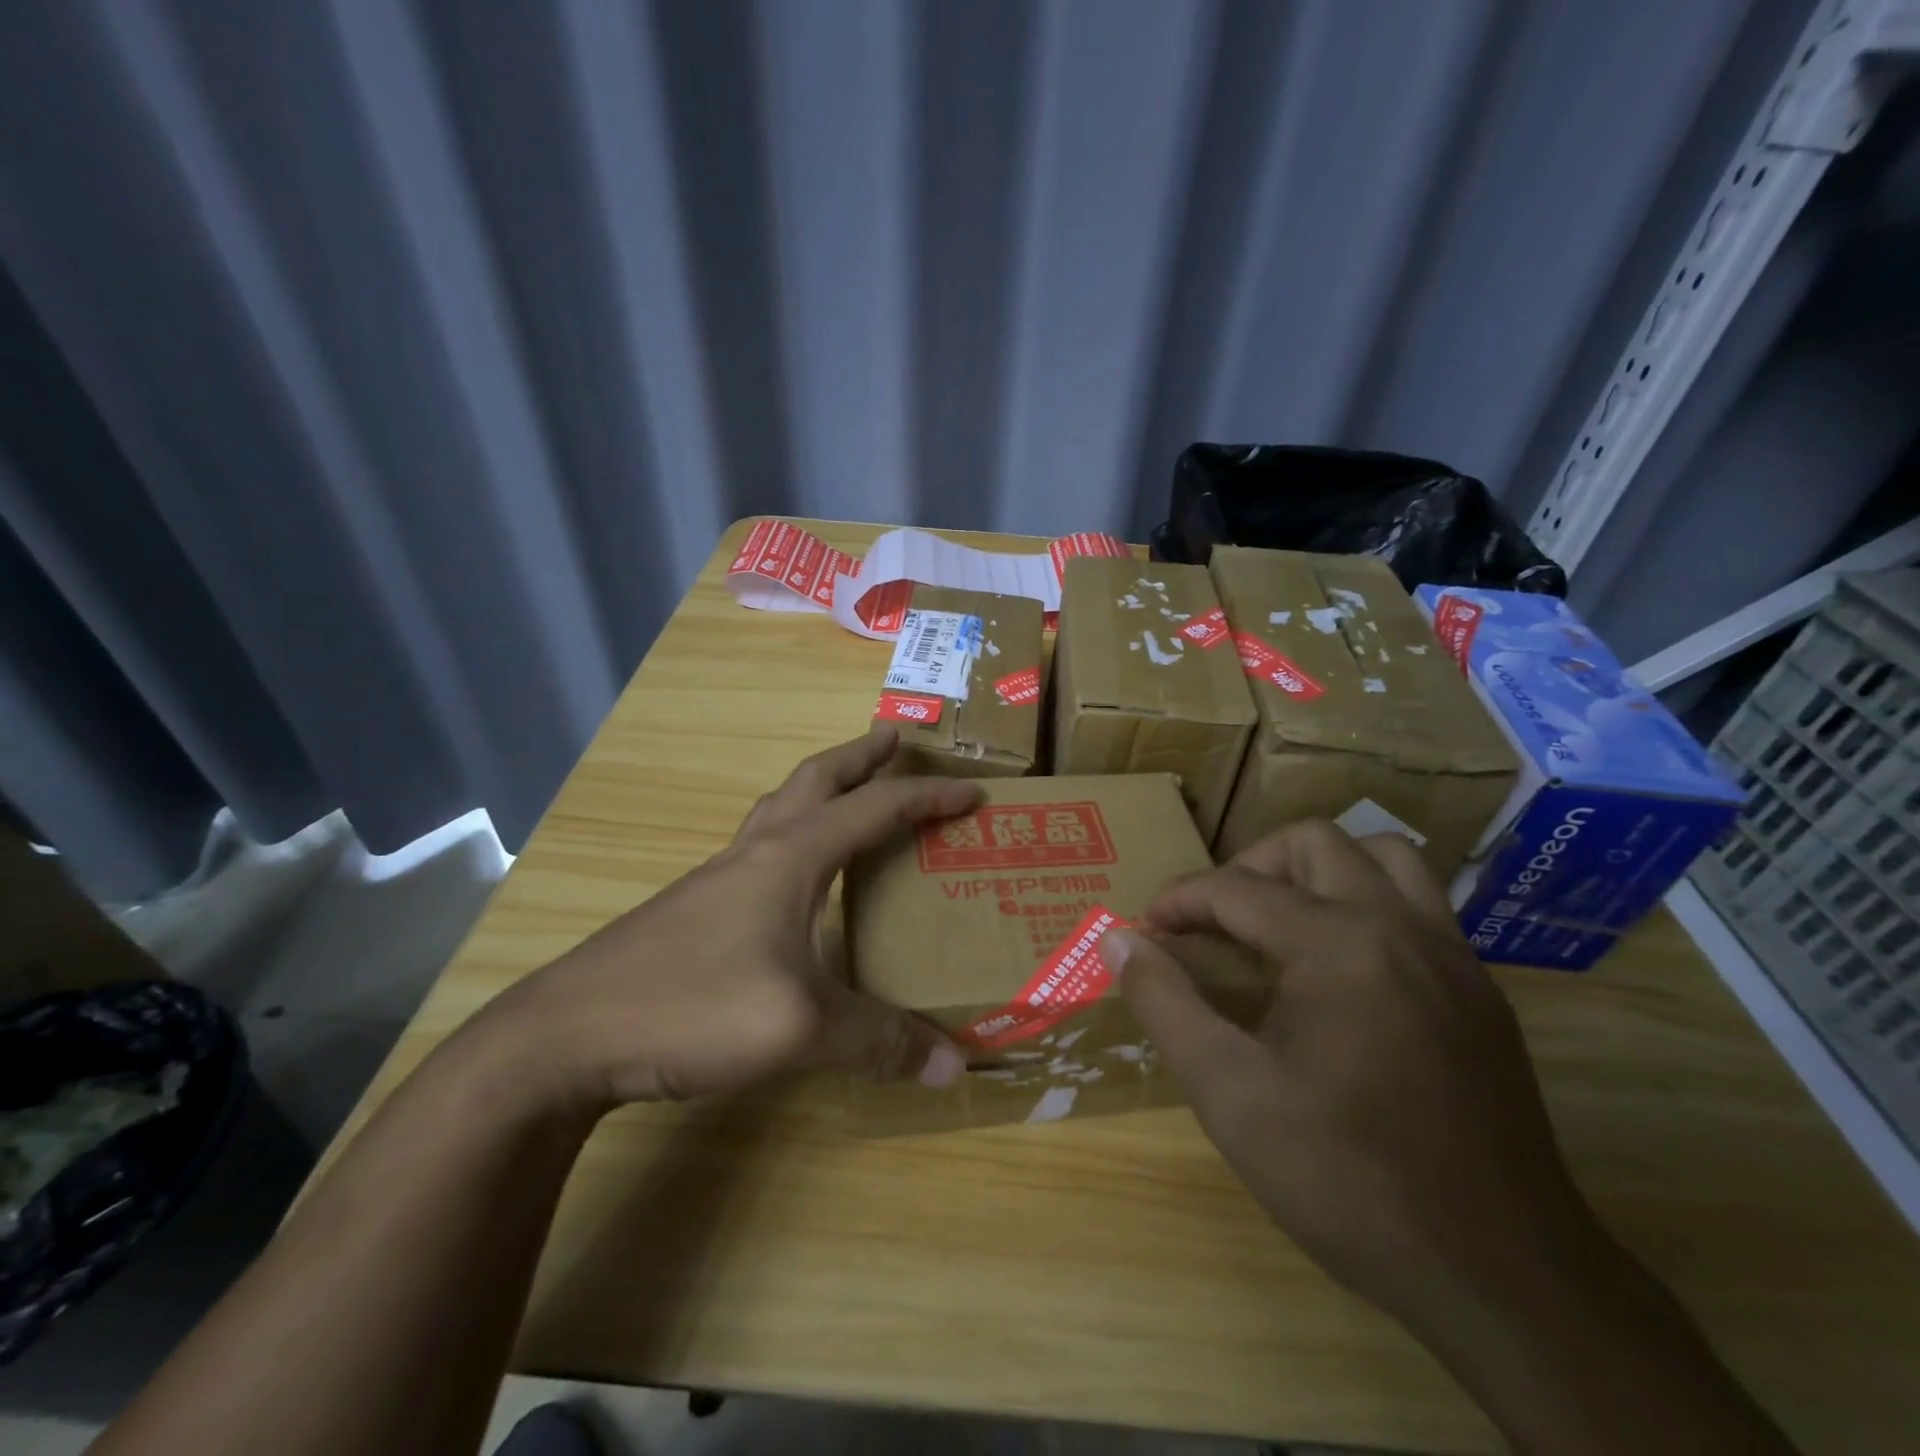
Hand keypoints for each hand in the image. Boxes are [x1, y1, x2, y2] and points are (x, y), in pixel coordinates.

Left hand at [487, 728, 979, 1107]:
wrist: (567, 1034)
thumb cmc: (693, 1007)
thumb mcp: (800, 1028)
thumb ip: (878, 1042)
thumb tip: (954, 1065)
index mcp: (791, 857)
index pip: (875, 809)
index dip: (928, 798)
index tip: (972, 792)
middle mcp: (757, 851)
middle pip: (815, 780)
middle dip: (859, 755)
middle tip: (894, 740)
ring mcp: (719, 876)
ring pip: (780, 809)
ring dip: (821, 787)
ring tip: (848, 792)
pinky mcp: (694, 906)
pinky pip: (760, 847)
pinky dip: (793, 833)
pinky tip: (794, 875)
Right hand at [1104, 823, 1799, 1455]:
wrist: (1504, 1278)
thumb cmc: (1348, 1179)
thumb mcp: (1230, 1094)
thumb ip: (1165, 1003)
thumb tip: (1117, 938)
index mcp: (1338, 943)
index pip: (1236, 888)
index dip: (1179, 901)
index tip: (1146, 932)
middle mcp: (1401, 925)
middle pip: (1313, 843)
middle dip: (1248, 867)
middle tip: (1213, 921)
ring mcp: (1453, 954)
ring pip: (1382, 856)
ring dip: (1318, 869)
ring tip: (1279, 922)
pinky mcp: (1480, 990)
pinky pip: (1418, 904)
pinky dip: (1366, 902)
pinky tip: (1340, 967)